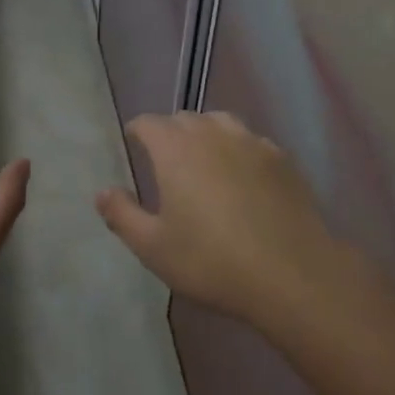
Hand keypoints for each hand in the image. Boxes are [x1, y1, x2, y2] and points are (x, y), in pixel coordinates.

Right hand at [95, 111, 341, 329]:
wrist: (292, 276)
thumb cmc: (211, 261)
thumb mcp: (153, 247)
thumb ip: (122, 215)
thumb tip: (102, 192)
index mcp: (175, 149)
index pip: (149, 123)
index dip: (138, 131)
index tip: (133, 144)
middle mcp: (212, 134)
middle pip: (184, 118)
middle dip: (170, 132)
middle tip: (165, 160)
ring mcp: (252, 143)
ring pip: (220, 123)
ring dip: (206, 134)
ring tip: (203, 160)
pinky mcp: (283, 161)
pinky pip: (251, 142)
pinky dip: (238, 150)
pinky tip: (243, 177)